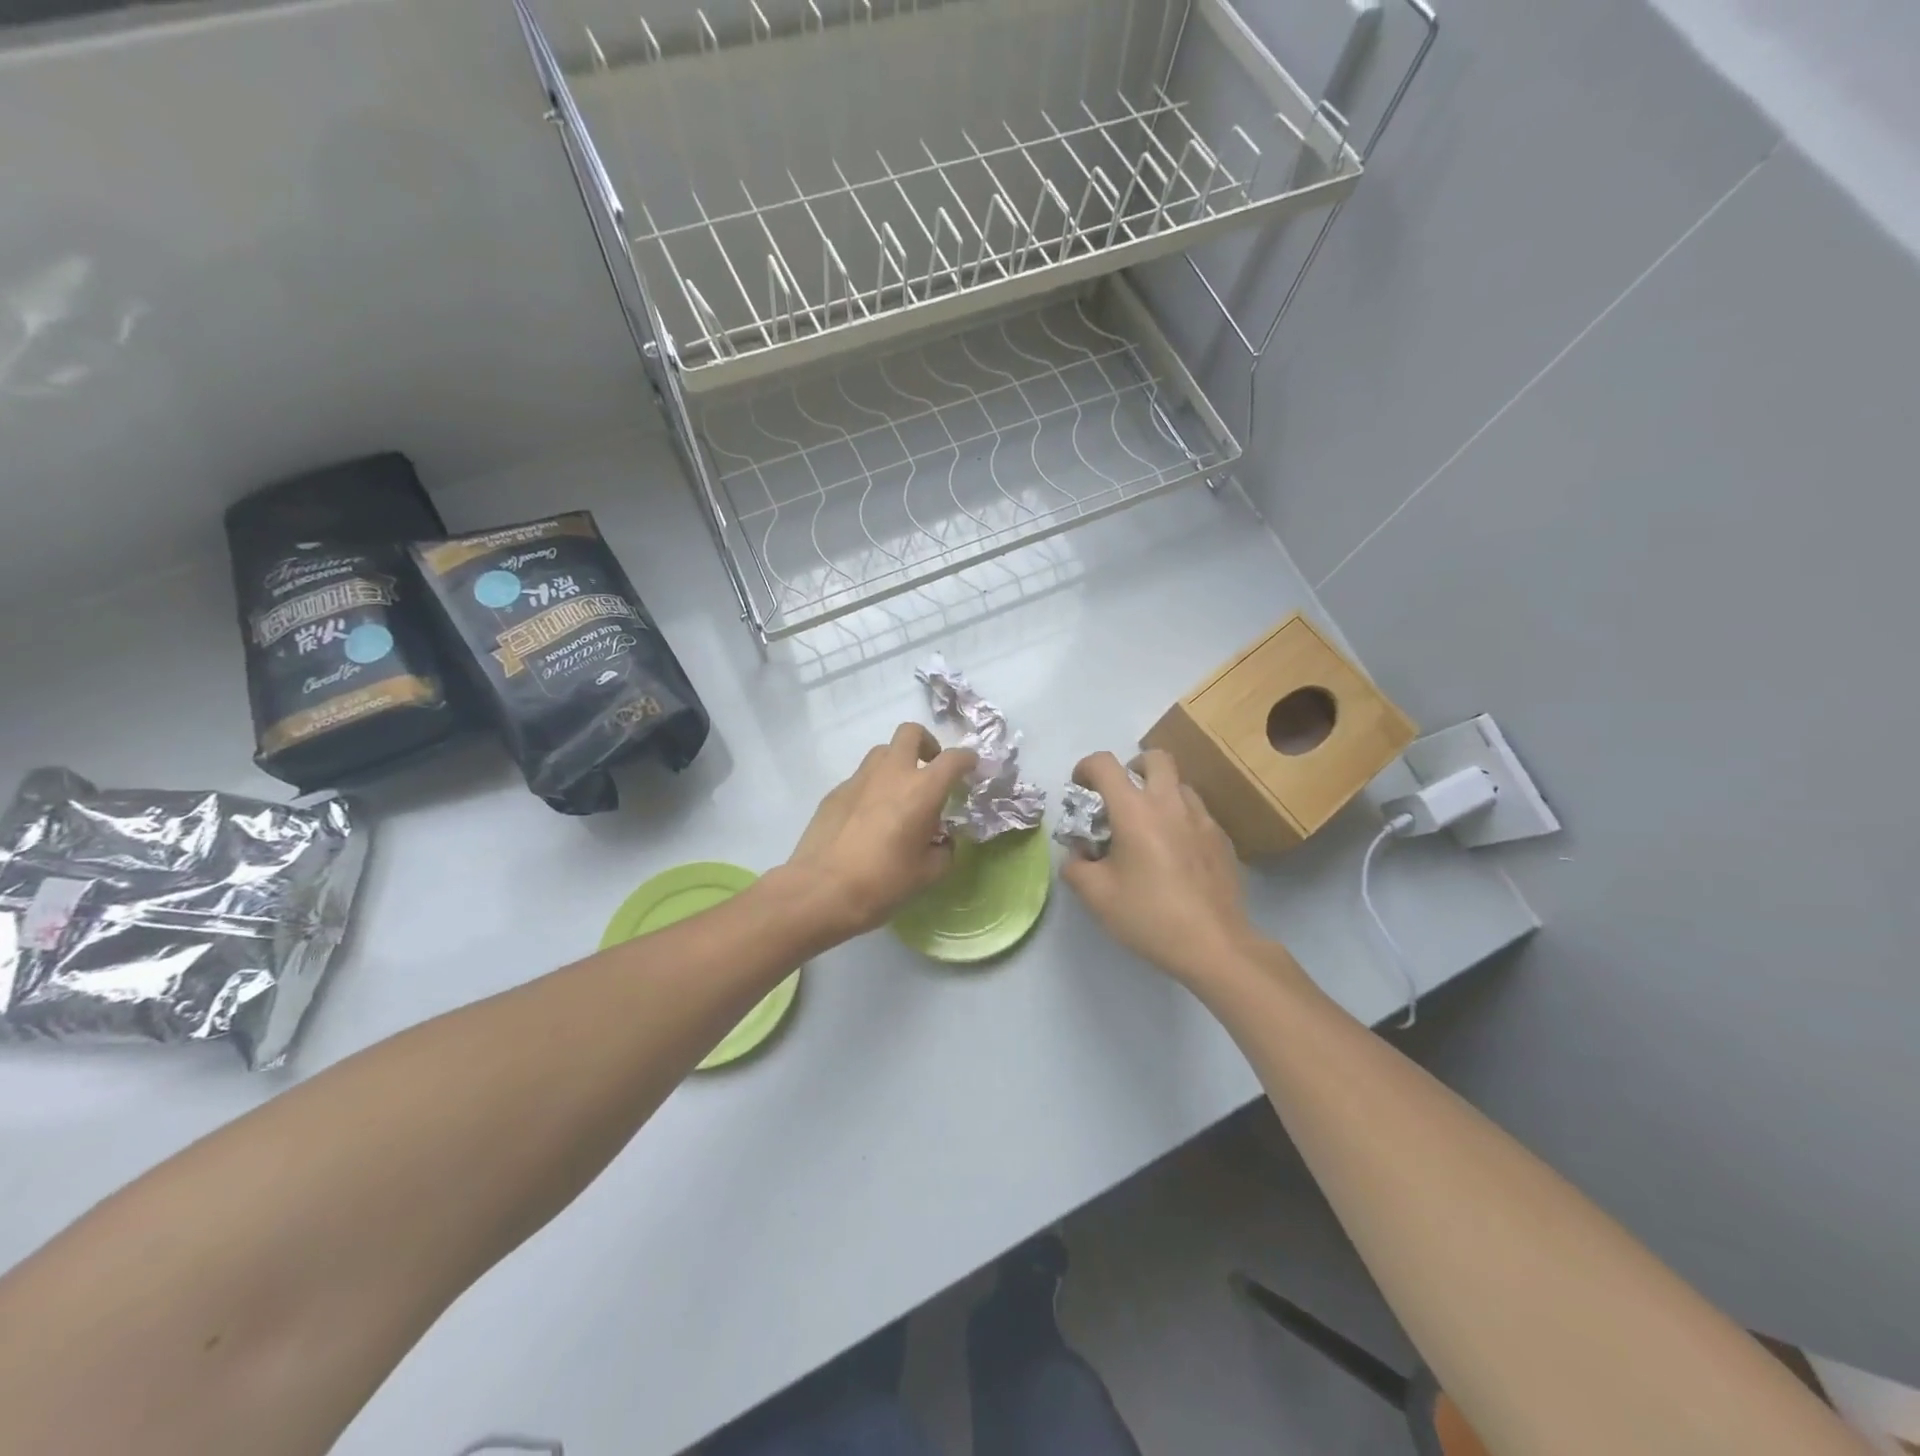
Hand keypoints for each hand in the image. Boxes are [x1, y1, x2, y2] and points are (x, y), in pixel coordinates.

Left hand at [782, 724, 977, 938]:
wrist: (821, 890)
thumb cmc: (883, 882)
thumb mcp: (928, 873)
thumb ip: (944, 850)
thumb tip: (943, 842)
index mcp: (922, 789)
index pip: (954, 758)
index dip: (967, 759)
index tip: (971, 768)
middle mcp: (892, 773)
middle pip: (911, 733)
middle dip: (927, 743)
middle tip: (931, 767)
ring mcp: (859, 779)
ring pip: (882, 752)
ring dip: (897, 763)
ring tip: (900, 793)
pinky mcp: (835, 792)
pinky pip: (861, 778)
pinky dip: (873, 787)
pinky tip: (870, 818)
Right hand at [1063, 749, 1268, 986]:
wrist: (1214, 945)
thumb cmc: (1149, 916)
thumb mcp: (1096, 896)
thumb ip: (1075, 866)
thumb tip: (1077, 854)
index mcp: (1135, 810)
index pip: (1104, 764)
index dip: (1085, 768)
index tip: (1080, 789)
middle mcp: (1170, 803)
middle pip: (1154, 757)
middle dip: (1132, 767)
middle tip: (1121, 797)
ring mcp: (1202, 819)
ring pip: (1179, 784)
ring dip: (1159, 793)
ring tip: (1148, 828)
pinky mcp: (1222, 839)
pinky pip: (1196, 813)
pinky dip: (1179, 819)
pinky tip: (1174, 854)